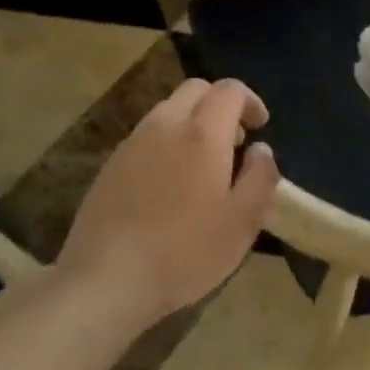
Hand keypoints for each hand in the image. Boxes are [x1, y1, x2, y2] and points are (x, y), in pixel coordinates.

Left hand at [56, 78, 279, 321]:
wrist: (107, 279)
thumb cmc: (186, 251)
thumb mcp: (243, 221)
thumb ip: (261, 177)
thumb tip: (262, 151)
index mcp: (202, 133)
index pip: (229, 90)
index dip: (250, 101)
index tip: (261, 127)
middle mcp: (165, 125)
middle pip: (196, 90)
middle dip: (220, 105)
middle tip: (235, 141)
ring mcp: (132, 143)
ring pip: (168, 111)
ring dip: (193, 123)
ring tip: (205, 165)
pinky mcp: (111, 165)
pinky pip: (147, 136)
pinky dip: (168, 143)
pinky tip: (171, 185)